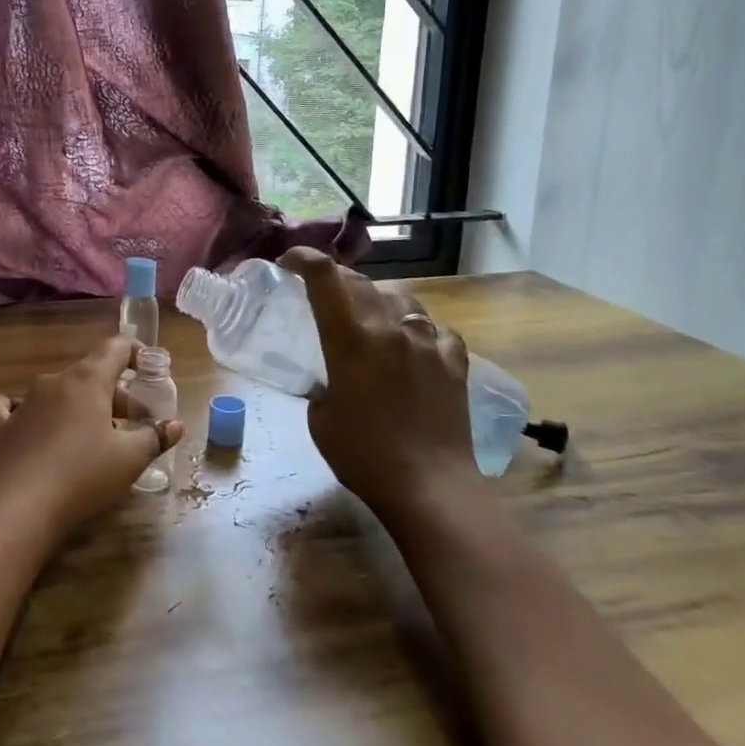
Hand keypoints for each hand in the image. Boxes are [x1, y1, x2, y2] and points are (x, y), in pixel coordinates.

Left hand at [0, 336, 184, 540]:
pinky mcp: (0, 427)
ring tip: (91, 436)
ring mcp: (23, 402)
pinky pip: (12, 408)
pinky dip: (27, 413)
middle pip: (91, 374)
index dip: (137, 352)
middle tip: (133, 423)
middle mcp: (54, 381)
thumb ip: (155, 437)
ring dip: (79, 407)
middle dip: (115, 394)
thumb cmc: (82, 476)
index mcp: (87, 380)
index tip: (151, 368)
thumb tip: (175, 425)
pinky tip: (29, 426)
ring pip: (58, 392)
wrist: (17, 508)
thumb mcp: (130, 459)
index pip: (116, 347)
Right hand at [278, 247, 486, 529]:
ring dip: (380, 302)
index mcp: (351, 339)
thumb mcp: (320, 419)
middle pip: (361, 283)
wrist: (430, 487)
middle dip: (337, 280)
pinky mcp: (455, 362)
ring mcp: (427, 342)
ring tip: (372, 319)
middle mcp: (390, 328)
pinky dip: (420, 331)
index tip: (289, 261)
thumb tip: (329, 380)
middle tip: (324, 293)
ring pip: (401, 300)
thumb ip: (321, 385)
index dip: (304, 258)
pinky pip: (436, 330)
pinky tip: (416, 346)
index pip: (324, 277)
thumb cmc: (363, 456)